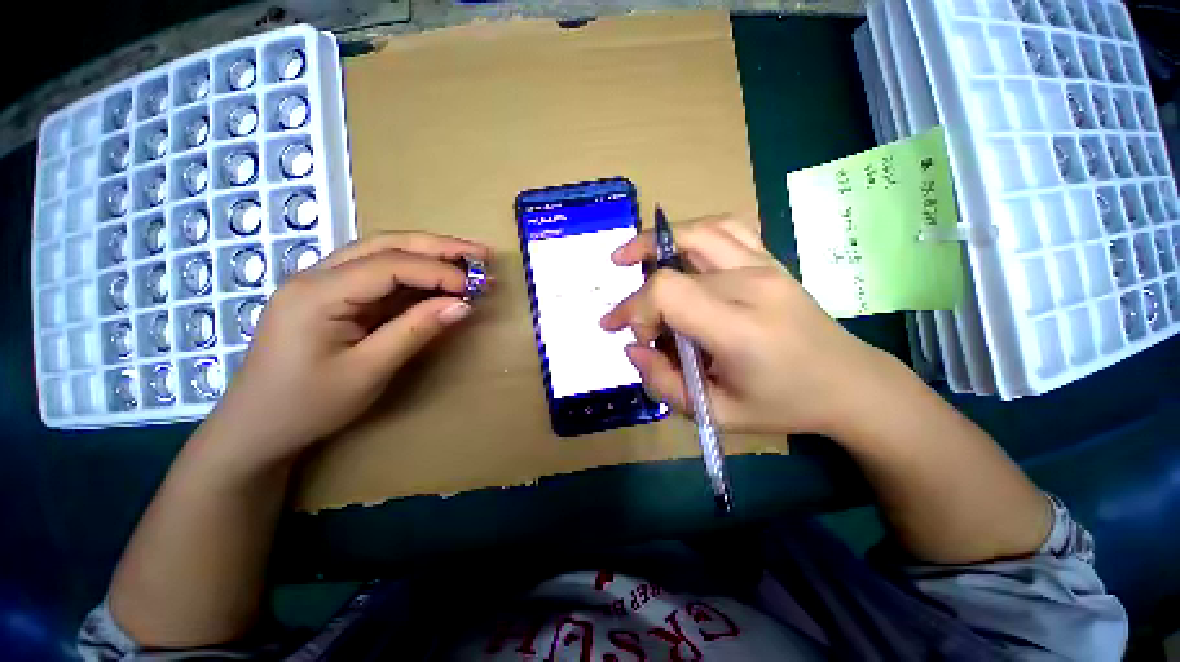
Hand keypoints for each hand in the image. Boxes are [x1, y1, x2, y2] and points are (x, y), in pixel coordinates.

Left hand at [203, 232, 490, 470]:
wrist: (256, 428)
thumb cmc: (307, 405)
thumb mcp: (368, 371)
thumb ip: (415, 331)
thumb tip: (463, 305)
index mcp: (318, 293)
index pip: (390, 266)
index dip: (439, 272)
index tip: (477, 288)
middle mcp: (317, 275)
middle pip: (386, 245)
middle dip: (439, 247)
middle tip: (483, 254)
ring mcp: (323, 282)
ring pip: (383, 253)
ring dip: (429, 254)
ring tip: (469, 261)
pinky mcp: (333, 296)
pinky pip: (379, 274)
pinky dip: (415, 274)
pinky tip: (439, 279)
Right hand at [600, 214, 894, 436]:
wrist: (848, 382)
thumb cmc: (782, 404)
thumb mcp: (716, 413)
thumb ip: (664, 383)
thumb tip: (633, 347)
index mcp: (740, 328)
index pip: (668, 292)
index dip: (636, 309)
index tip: (634, 336)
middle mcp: (752, 285)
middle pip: (673, 269)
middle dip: (642, 299)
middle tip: (636, 324)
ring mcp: (765, 265)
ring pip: (697, 232)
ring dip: (654, 242)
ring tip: (628, 258)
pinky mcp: (770, 260)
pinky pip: (726, 227)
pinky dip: (692, 232)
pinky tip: (677, 248)